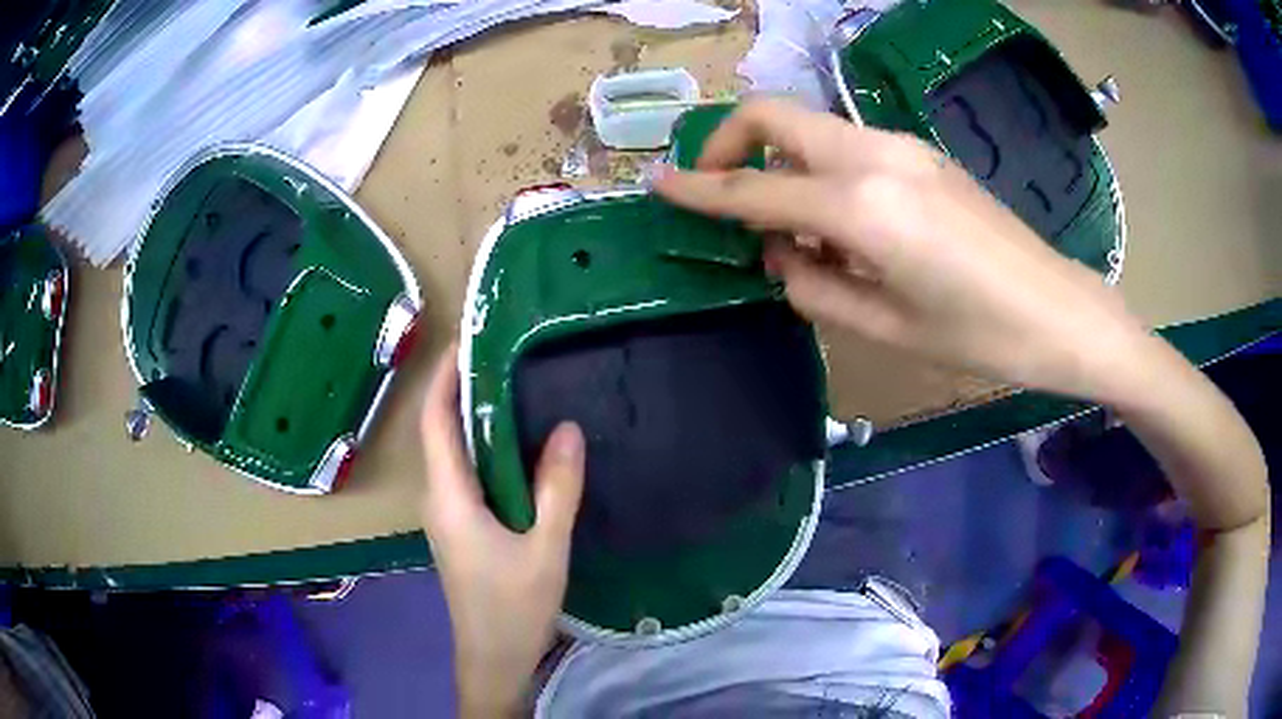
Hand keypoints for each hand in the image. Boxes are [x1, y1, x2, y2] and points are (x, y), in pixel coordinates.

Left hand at [419, 342, 585, 715]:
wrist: (494, 656)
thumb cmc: (514, 606)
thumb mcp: (545, 548)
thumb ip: (557, 489)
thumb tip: (567, 428)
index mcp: (449, 497)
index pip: (434, 422)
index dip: (443, 378)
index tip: (466, 340)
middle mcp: (438, 498)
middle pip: (439, 431)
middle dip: (459, 388)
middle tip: (500, 353)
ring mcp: (446, 514)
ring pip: (451, 453)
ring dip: (471, 418)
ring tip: (509, 385)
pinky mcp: (459, 527)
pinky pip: (464, 473)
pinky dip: (482, 447)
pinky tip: (515, 445)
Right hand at [654, 99, 1149, 403]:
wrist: (1060, 312)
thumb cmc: (981, 338)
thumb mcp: (888, 329)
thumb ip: (815, 287)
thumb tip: (780, 254)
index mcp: (863, 208)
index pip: (754, 190)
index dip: (698, 188)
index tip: (657, 185)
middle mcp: (875, 156)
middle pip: (775, 115)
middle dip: (729, 143)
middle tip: (717, 189)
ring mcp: (902, 146)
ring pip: (810, 130)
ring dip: (780, 166)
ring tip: (793, 234)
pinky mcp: (920, 154)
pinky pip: (846, 147)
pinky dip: (820, 174)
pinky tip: (842, 227)